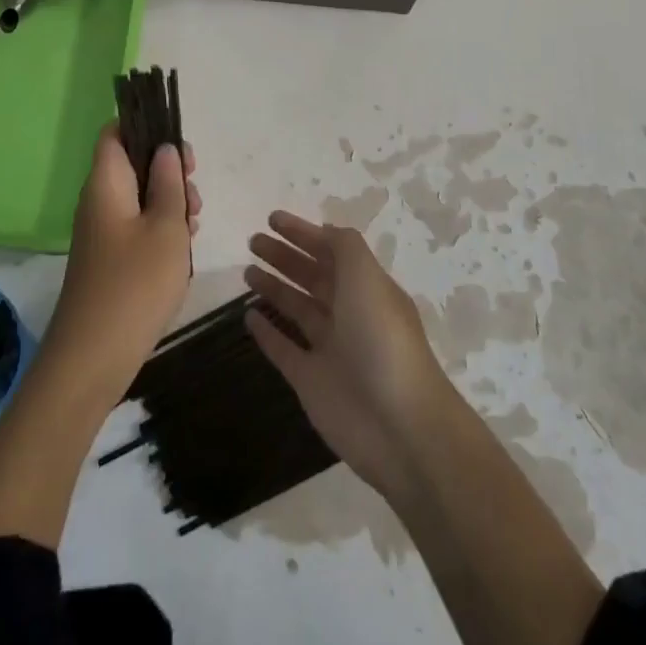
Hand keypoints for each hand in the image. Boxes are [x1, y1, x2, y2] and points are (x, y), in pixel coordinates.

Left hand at [41, 124, 200, 400]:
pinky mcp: (110, 257)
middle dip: (168, 169)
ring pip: (139, 196)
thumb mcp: (166, 227)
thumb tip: (165, 149)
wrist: (93, 356)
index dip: (145, 126)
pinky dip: (162, 227)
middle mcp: (99, 200)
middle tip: (194, 189)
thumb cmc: (135, 284)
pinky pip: (137, 225)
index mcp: (106, 183)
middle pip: (132, 163)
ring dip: (170, 201)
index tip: (178, 144)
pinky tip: (183, 246)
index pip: (115, 132)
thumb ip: (170, 183)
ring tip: (194, 221)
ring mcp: (103, 231)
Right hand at [245, 211, 456, 496]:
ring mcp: (330, 349)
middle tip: (253, 241)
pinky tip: (247, 315)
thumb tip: (322, 231)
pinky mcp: (311, 381)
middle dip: (285, 256)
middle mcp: (350, 314)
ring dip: (274, 288)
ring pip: (297, 309)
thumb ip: (344, 247)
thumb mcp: (367, 277)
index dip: (304, 233)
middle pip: (313, 276)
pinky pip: (284, 349)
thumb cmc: (381, 339)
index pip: (332, 251)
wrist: (399, 426)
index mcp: (367, 288)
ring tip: (246, 271)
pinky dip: (267, 332)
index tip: (272, 218)